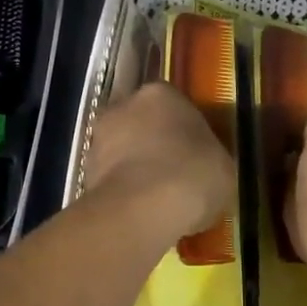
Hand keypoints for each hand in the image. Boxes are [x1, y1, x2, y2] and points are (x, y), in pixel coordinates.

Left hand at [85, 82, 234, 242]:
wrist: (142, 209)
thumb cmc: (193, 174)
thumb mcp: (222, 166)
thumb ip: (209, 157)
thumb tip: (204, 167)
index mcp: (161, 93)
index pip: (175, 105)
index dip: (185, 131)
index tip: (195, 154)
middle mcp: (124, 105)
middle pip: (142, 123)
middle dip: (154, 145)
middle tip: (174, 175)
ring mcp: (98, 137)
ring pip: (122, 150)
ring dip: (134, 167)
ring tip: (156, 199)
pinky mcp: (84, 170)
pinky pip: (111, 178)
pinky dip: (122, 190)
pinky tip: (140, 212)